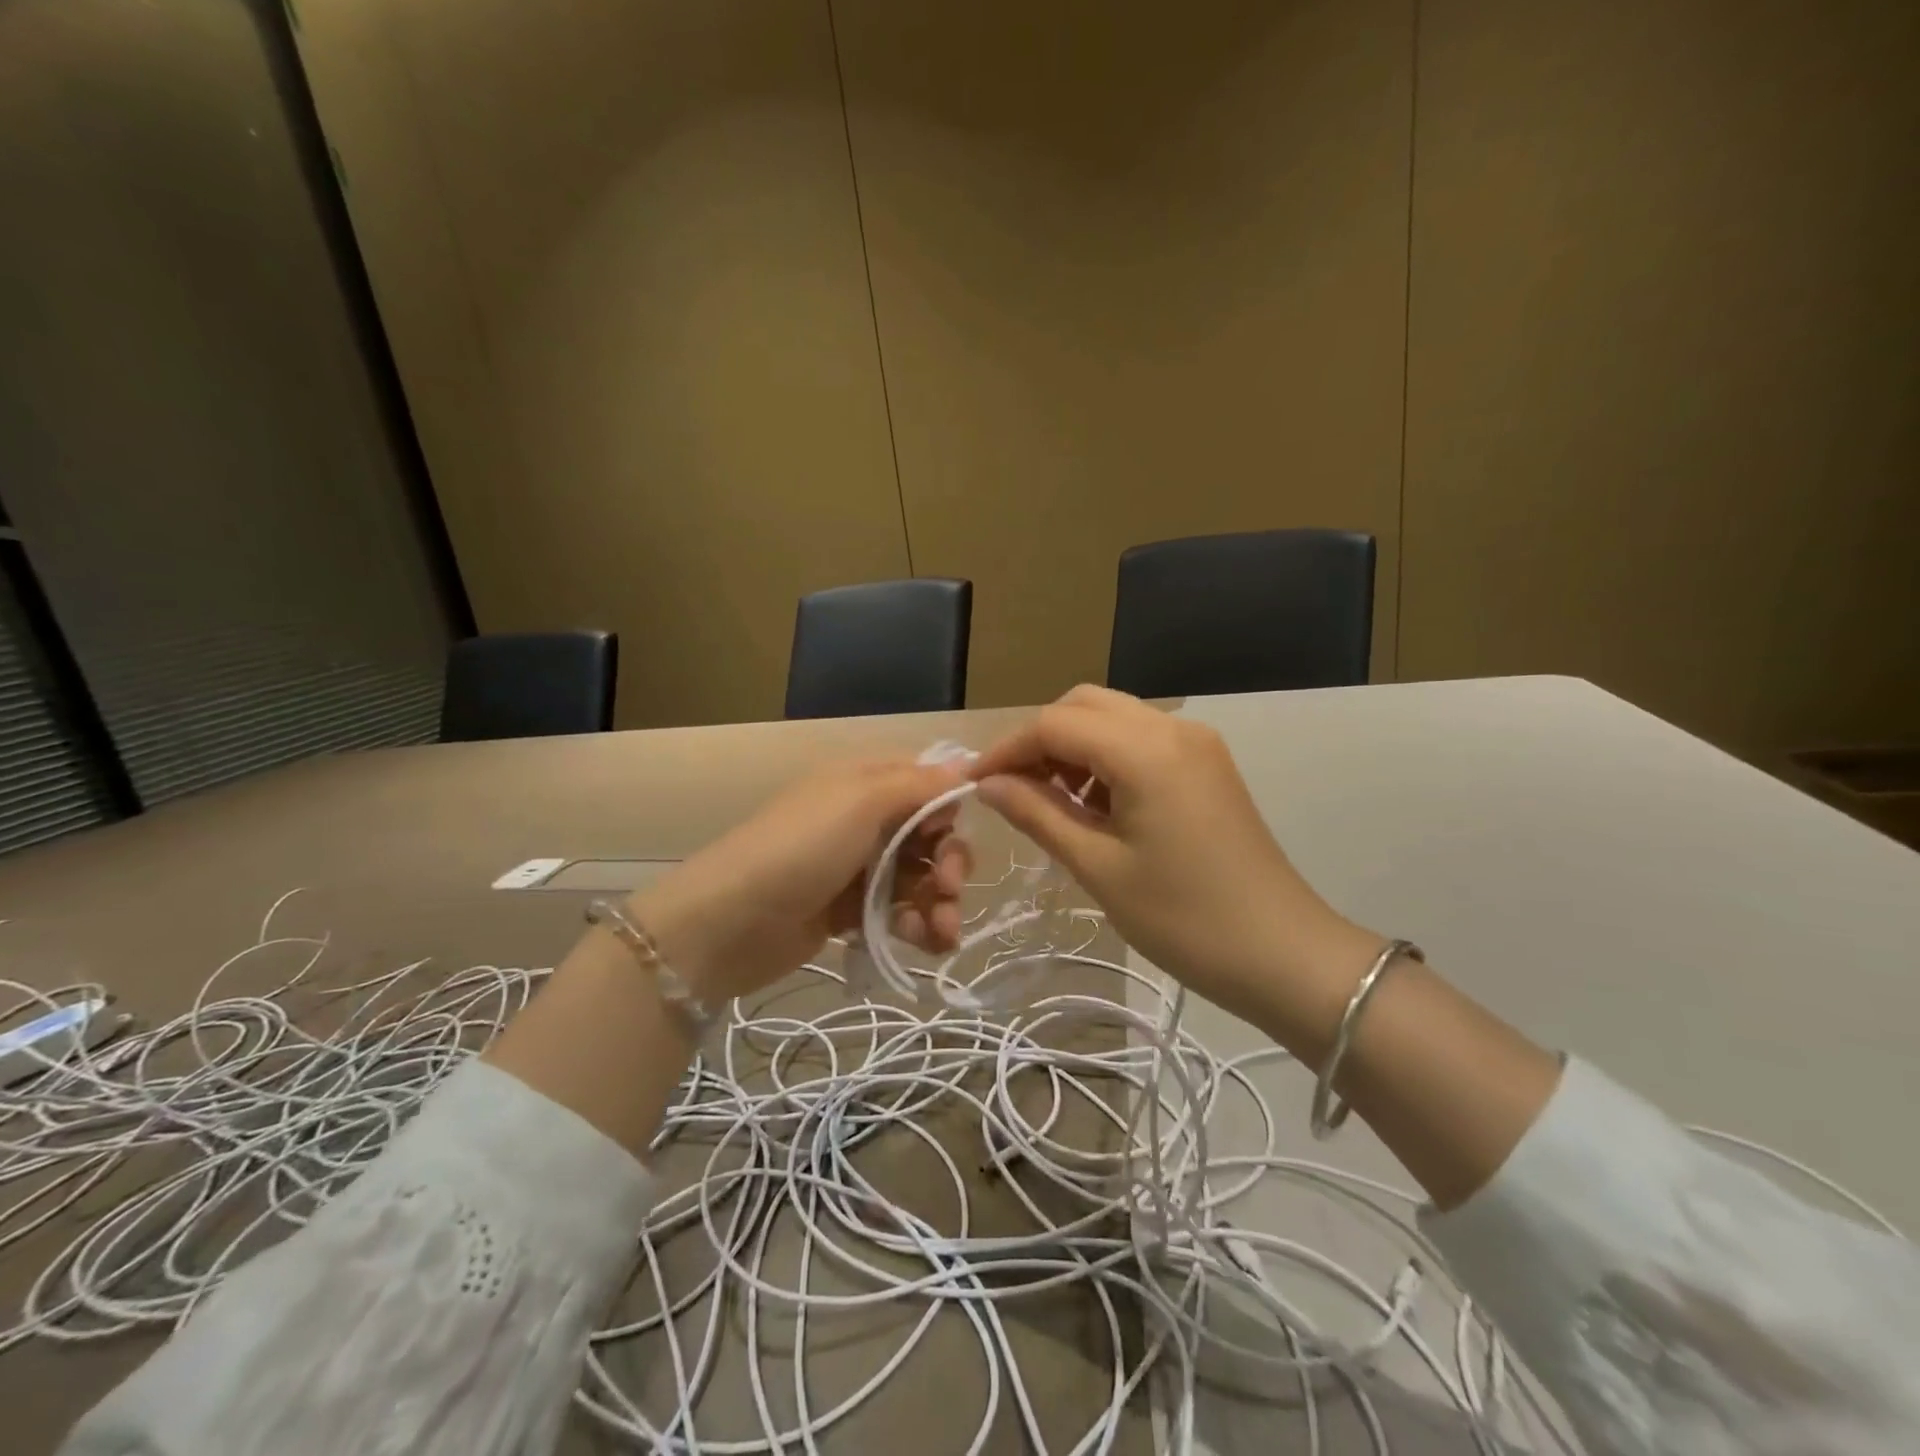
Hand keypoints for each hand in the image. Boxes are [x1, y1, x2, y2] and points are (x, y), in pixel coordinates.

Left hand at [628, 758, 972, 1002]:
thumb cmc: (800, 849)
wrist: (729, 923)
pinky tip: (926, 943)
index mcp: (863, 782)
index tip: (951, 831)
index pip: (924, 783)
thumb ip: (917, 785)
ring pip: (918, 878)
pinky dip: (918, 926)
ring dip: (940, 903)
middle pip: (928, 835)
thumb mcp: (860, 801)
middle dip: (949, 861)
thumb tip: (966, 770)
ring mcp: (856, 868)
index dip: (948, 807)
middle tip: (948, 887)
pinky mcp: (850, 912)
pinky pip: (899, 913)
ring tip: (942, 932)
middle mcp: (863, 820)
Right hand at [970, 686, 1381, 1042]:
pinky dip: (1105, 758)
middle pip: (1084, 705)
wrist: (1284, 955)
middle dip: (1040, 740)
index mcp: (1145, 750)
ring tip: (1050, 801)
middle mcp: (1172, 728)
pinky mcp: (1207, 764)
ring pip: (1113, 718)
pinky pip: (1141, 740)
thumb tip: (988, 784)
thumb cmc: (1184, 918)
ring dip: (1072, 747)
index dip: (1008, 748)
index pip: (1054, 723)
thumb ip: (1038, 814)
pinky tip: (1094, 803)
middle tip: (1013, 790)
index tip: (975, 784)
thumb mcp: (1098, 868)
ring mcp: (1196, 743)